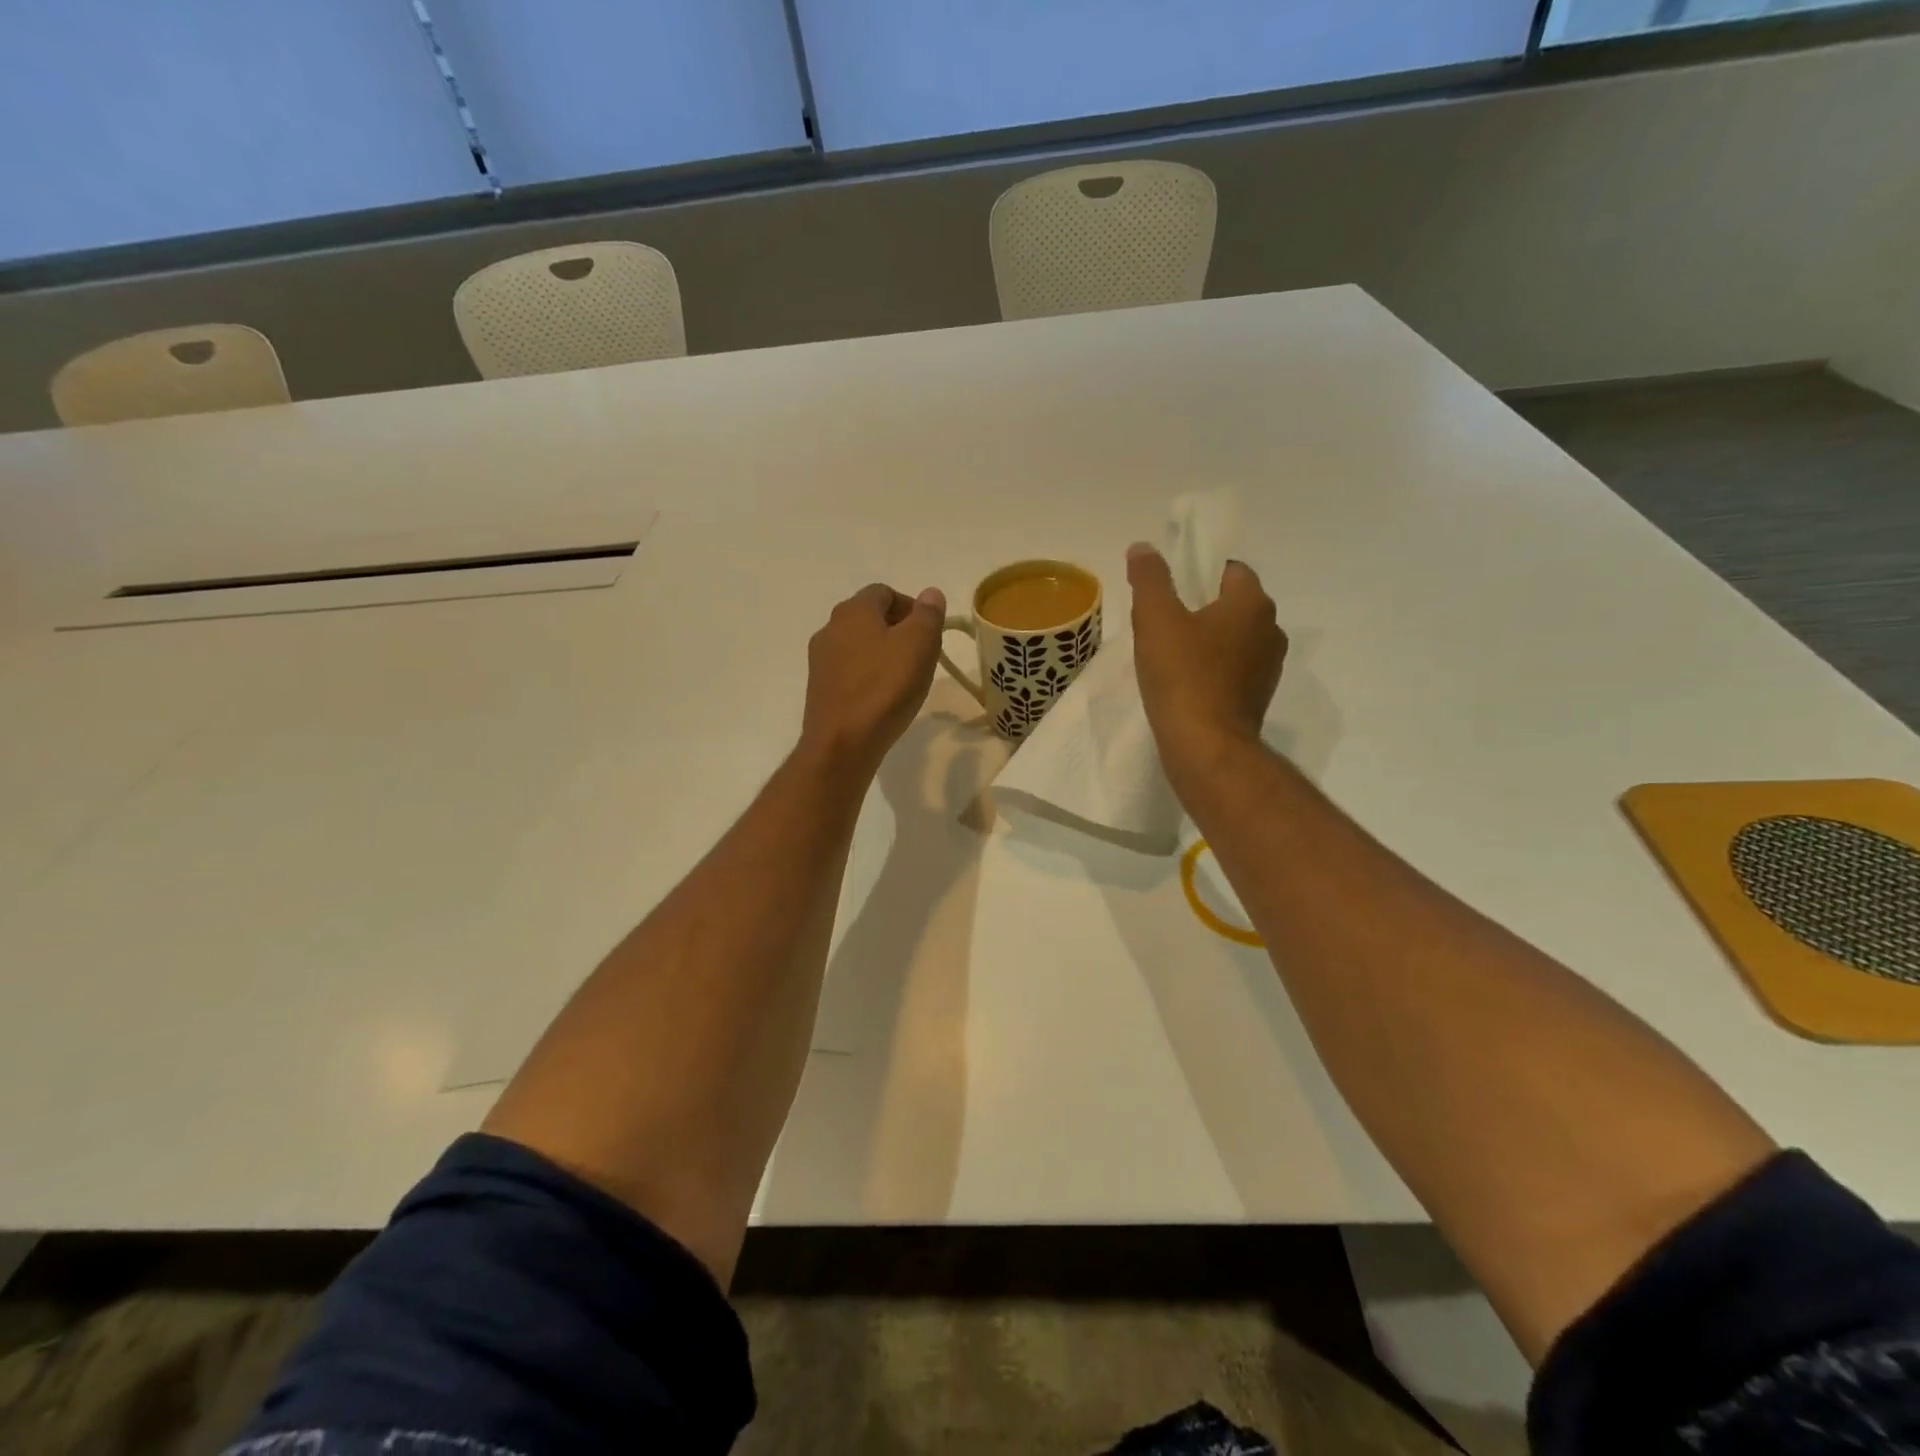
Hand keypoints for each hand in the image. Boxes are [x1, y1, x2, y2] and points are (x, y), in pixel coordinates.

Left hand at [799, 582, 946, 779]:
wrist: (843, 743)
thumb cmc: (885, 687)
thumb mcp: (919, 644)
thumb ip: (928, 614)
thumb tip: (930, 594)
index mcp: (853, 610)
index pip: (885, 592)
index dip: (912, 607)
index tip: (930, 633)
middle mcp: (830, 628)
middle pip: (870, 618)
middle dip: (899, 631)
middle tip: (922, 657)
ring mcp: (820, 660)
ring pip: (859, 646)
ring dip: (883, 655)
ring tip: (905, 681)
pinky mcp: (819, 689)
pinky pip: (850, 672)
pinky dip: (868, 678)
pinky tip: (883, 700)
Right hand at [1128, 543, 1286, 792]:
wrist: (1205, 746)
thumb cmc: (1182, 675)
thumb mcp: (1155, 619)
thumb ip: (1150, 579)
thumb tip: (1143, 548)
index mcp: (1252, 603)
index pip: (1231, 570)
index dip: (1200, 574)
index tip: (1171, 592)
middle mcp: (1270, 630)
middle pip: (1234, 605)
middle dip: (1204, 609)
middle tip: (1165, 623)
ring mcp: (1269, 668)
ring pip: (1235, 640)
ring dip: (1210, 642)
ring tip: (1172, 656)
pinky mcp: (1258, 698)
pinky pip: (1234, 671)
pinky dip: (1214, 670)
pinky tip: (1186, 684)